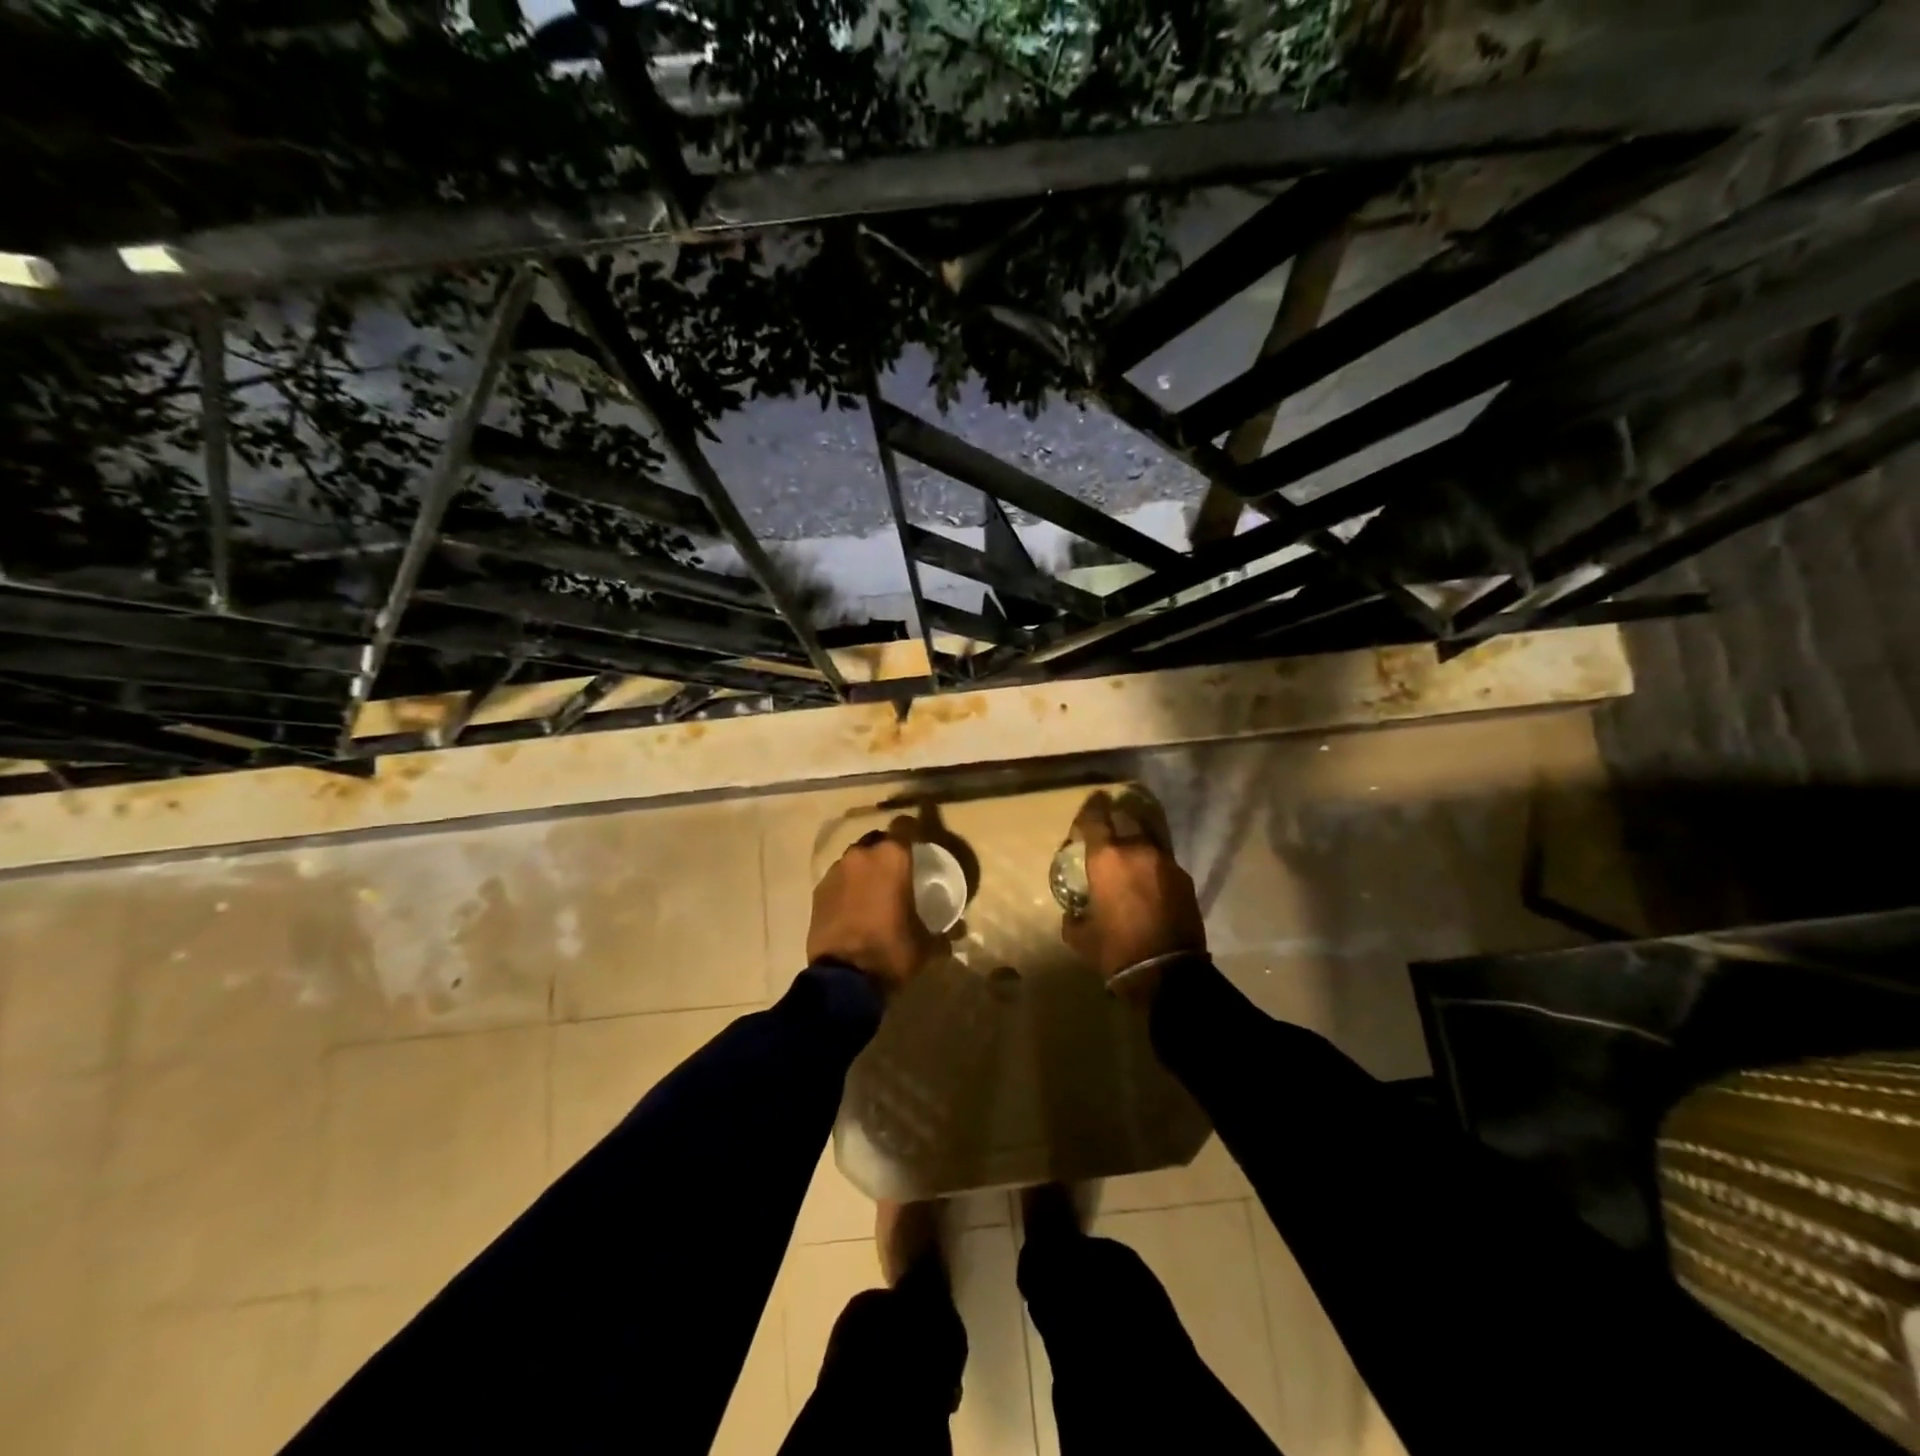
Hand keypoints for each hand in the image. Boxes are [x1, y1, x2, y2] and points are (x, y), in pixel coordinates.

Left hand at [807, 816, 937, 990]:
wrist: (844, 978)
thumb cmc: (891, 951)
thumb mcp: (926, 944)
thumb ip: (943, 932)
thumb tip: (958, 931)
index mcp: (892, 858)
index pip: (905, 824)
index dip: (913, 829)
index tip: (919, 842)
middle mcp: (862, 855)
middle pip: (878, 840)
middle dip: (887, 852)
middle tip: (898, 873)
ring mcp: (836, 871)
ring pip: (855, 859)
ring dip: (865, 869)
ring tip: (873, 893)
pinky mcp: (818, 890)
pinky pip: (838, 878)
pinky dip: (847, 886)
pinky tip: (854, 907)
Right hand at [1060, 793, 1205, 989]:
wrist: (1167, 973)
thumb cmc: (1116, 950)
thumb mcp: (1080, 936)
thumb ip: (1073, 916)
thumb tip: (1073, 911)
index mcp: (1107, 858)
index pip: (1095, 817)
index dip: (1090, 807)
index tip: (1090, 803)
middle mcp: (1137, 850)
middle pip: (1126, 819)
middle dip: (1116, 818)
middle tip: (1109, 826)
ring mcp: (1165, 862)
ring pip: (1148, 838)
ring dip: (1137, 841)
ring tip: (1130, 853)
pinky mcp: (1184, 878)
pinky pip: (1163, 861)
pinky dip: (1153, 864)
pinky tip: (1149, 880)